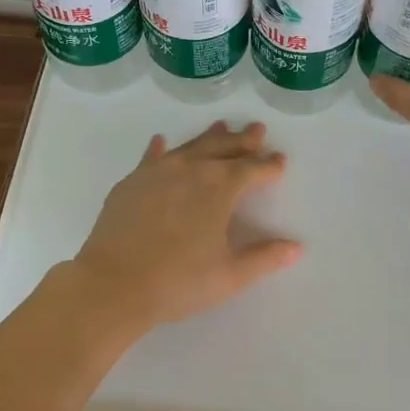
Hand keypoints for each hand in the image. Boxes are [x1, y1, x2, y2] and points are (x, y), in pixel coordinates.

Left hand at [69, 121, 302, 337]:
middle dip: (243, 140)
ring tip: (222, 126)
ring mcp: (157, 172)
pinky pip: (151, 157)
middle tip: (257, 130)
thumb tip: (296, 247)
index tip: (280, 161)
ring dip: (209, 137)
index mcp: (219, 188)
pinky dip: (159, 148)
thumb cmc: (178, 282)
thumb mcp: (229, 275)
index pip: (252, 170)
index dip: (269, 166)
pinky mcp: (131, 181)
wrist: (113, 284)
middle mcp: (191, 170)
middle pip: (222, 148)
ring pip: (190, 146)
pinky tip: (161, 141)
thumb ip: (264, 258)